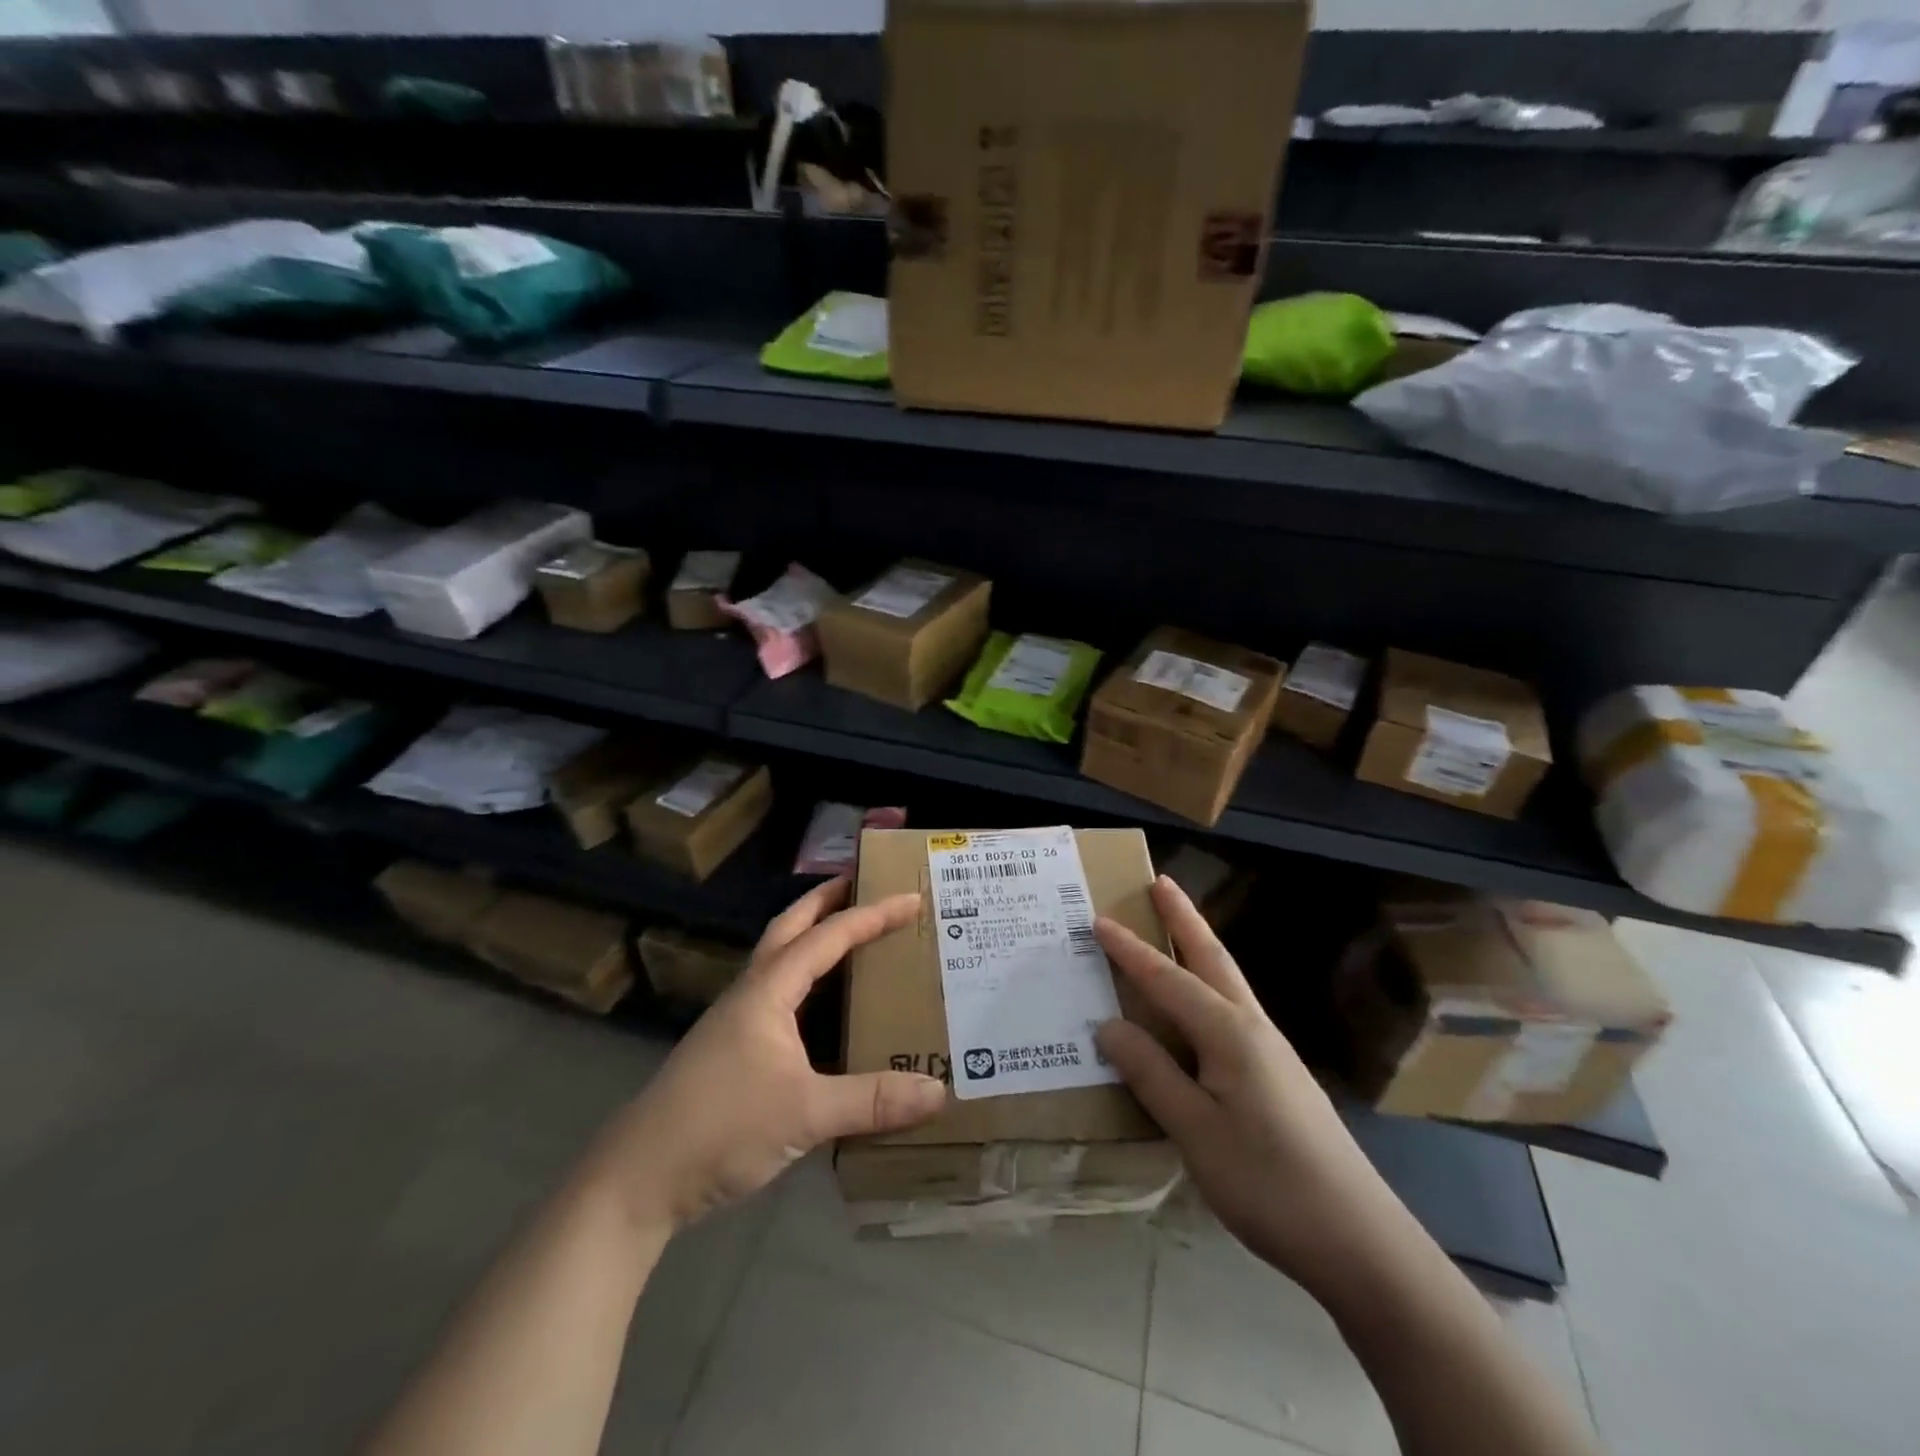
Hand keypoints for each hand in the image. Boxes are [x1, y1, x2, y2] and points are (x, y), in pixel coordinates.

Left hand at [584, 878, 946, 1232]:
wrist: (640, 1177)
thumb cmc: (721, 1127)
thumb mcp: (805, 1114)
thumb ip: (872, 1101)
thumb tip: (939, 1093)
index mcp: (769, 989)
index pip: (829, 936)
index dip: (872, 915)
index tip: (912, 900)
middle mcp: (752, 992)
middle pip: (791, 926)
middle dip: (827, 900)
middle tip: (865, 883)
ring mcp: (737, 1019)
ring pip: (780, 957)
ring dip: (813, 934)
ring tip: (851, 932)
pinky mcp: (732, 1047)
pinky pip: (778, 991)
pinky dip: (805, 977)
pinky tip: (822, 1003)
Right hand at [1095, 878, 1404, 1290]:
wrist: (1360, 1241)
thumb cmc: (1269, 1183)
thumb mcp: (1196, 1132)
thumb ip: (1151, 1074)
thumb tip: (1108, 1025)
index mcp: (1229, 1034)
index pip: (1167, 979)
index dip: (1130, 950)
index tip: (1098, 919)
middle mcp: (1252, 1028)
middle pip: (1212, 958)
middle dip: (1184, 918)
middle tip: (1160, 882)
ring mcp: (1271, 1052)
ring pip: (1227, 982)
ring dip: (1199, 947)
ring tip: (1175, 927)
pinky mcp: (1278, 1076)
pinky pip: (1232, 1013)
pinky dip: (1207, 988)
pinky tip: (1197, 1010)